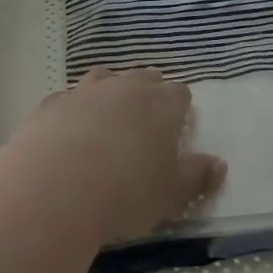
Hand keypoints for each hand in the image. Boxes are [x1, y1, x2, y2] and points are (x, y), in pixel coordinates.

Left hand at [4, 68, 225, 243]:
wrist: (56, 186)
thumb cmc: (125, 193)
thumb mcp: (171, 195)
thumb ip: (197, 177)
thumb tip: (219, 164)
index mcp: (161, 105)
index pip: (179, 93)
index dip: (180, 107)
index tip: (177, 125)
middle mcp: (126, 87)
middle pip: (143, 78)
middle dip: (148, 92)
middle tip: (146, 119)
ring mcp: (86, 90)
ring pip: (106, 77)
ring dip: (111, 91)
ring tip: (110, 115)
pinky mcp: (53, 102)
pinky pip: (70, 98)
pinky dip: (75, 109)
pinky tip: (70, 130)